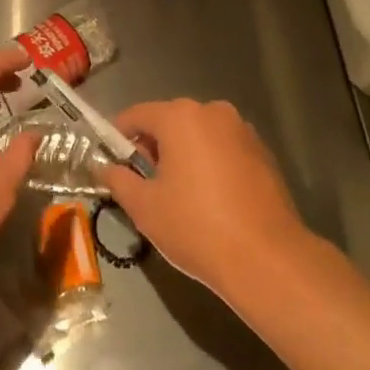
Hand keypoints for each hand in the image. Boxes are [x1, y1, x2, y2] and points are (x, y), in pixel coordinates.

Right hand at [101, 99, 309, 299]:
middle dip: (153, 147)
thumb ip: (118, 180)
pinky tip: (211, 199)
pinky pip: (224, 149)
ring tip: (178, 194)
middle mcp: (213, 112)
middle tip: (144, 184)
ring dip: (183, 155)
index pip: (137, 115)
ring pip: (199, 135)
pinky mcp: (263, 152)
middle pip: (170, 121)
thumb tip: (104, 168)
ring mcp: (243, 130)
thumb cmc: (195, 226)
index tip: (111, 163)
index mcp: (180, 117)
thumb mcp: (144, 206)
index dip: (118, 137)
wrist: (265, 257)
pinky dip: (210, 163)